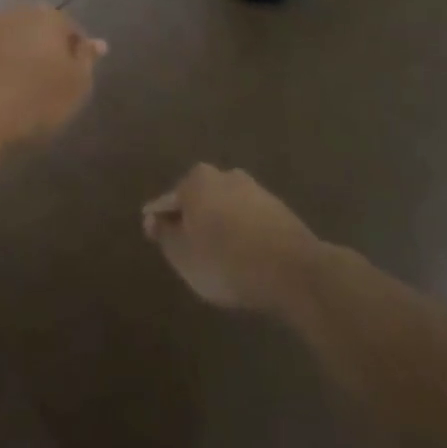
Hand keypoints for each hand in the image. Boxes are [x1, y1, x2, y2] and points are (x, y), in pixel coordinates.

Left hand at [0, 4, 106, 144]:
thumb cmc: (34, 100)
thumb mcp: (76, 86)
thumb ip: (87, 60)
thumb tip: (97, 43)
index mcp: (50, 17)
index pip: (71, 28)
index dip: (76, 52)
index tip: (75, 76)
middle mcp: (17, 12)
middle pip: (38, 27)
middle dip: (45, 46)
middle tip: (49, 78)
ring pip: (11, 36)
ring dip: (17, 52)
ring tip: (21, 83)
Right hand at [143, 165, 322, 313]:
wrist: (293, 271)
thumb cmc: (225, 260)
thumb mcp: (182, 255)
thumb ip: (164, 235)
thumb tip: (155, 220)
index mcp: (196, 181)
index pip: (167, 201)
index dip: (157, 221)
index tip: (153, 237)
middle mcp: (225, 176)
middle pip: (198, 199)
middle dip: (191, 218)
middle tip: (186, 246)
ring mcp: (256, 191)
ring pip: (226, 208)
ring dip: (219, 225)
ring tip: (216, 254)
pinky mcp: (280, 211)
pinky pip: (249, 221)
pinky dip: (242, 234)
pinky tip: (242, 255)